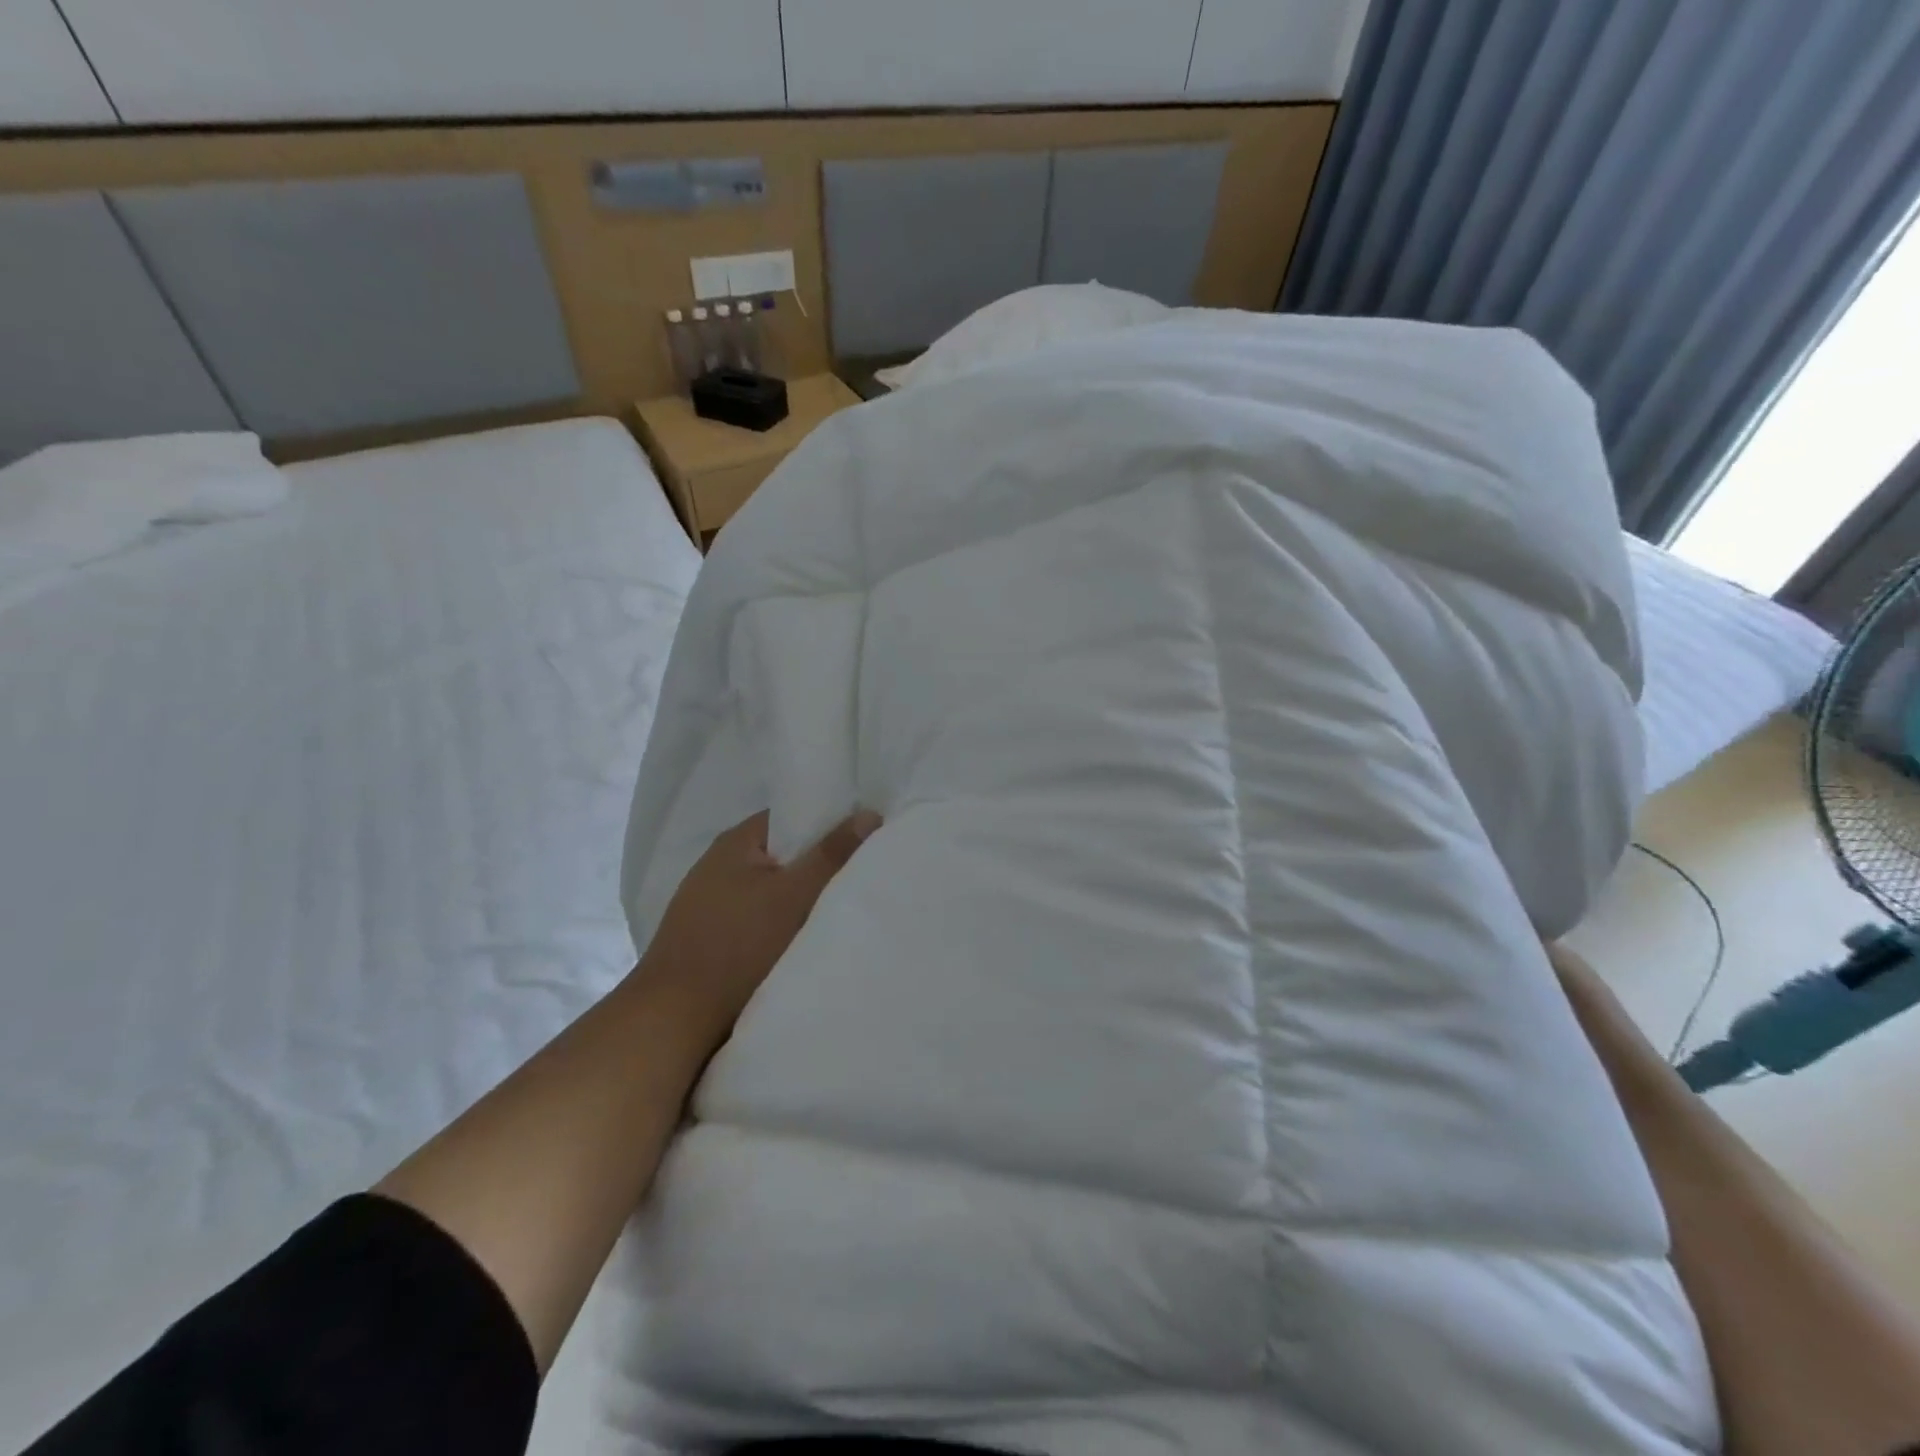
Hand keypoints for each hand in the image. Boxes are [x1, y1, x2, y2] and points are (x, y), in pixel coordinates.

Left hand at [639, 809, 881, 1051]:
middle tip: (857, 879)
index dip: (828, 824)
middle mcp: (718, 865)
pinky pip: (756, 918)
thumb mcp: (794, 895)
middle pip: (783, 855)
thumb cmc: (738, 946)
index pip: (791, 817)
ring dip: (799, 900)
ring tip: (836, 912)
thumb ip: (832, 854)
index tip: (863, 843)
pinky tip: (800, 941)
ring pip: (770, 890)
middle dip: (817, 867)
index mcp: (735, 841)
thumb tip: (869, 813)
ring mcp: (709, 903)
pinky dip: (779, 924)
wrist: (674, 1020)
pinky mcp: (709, 937)